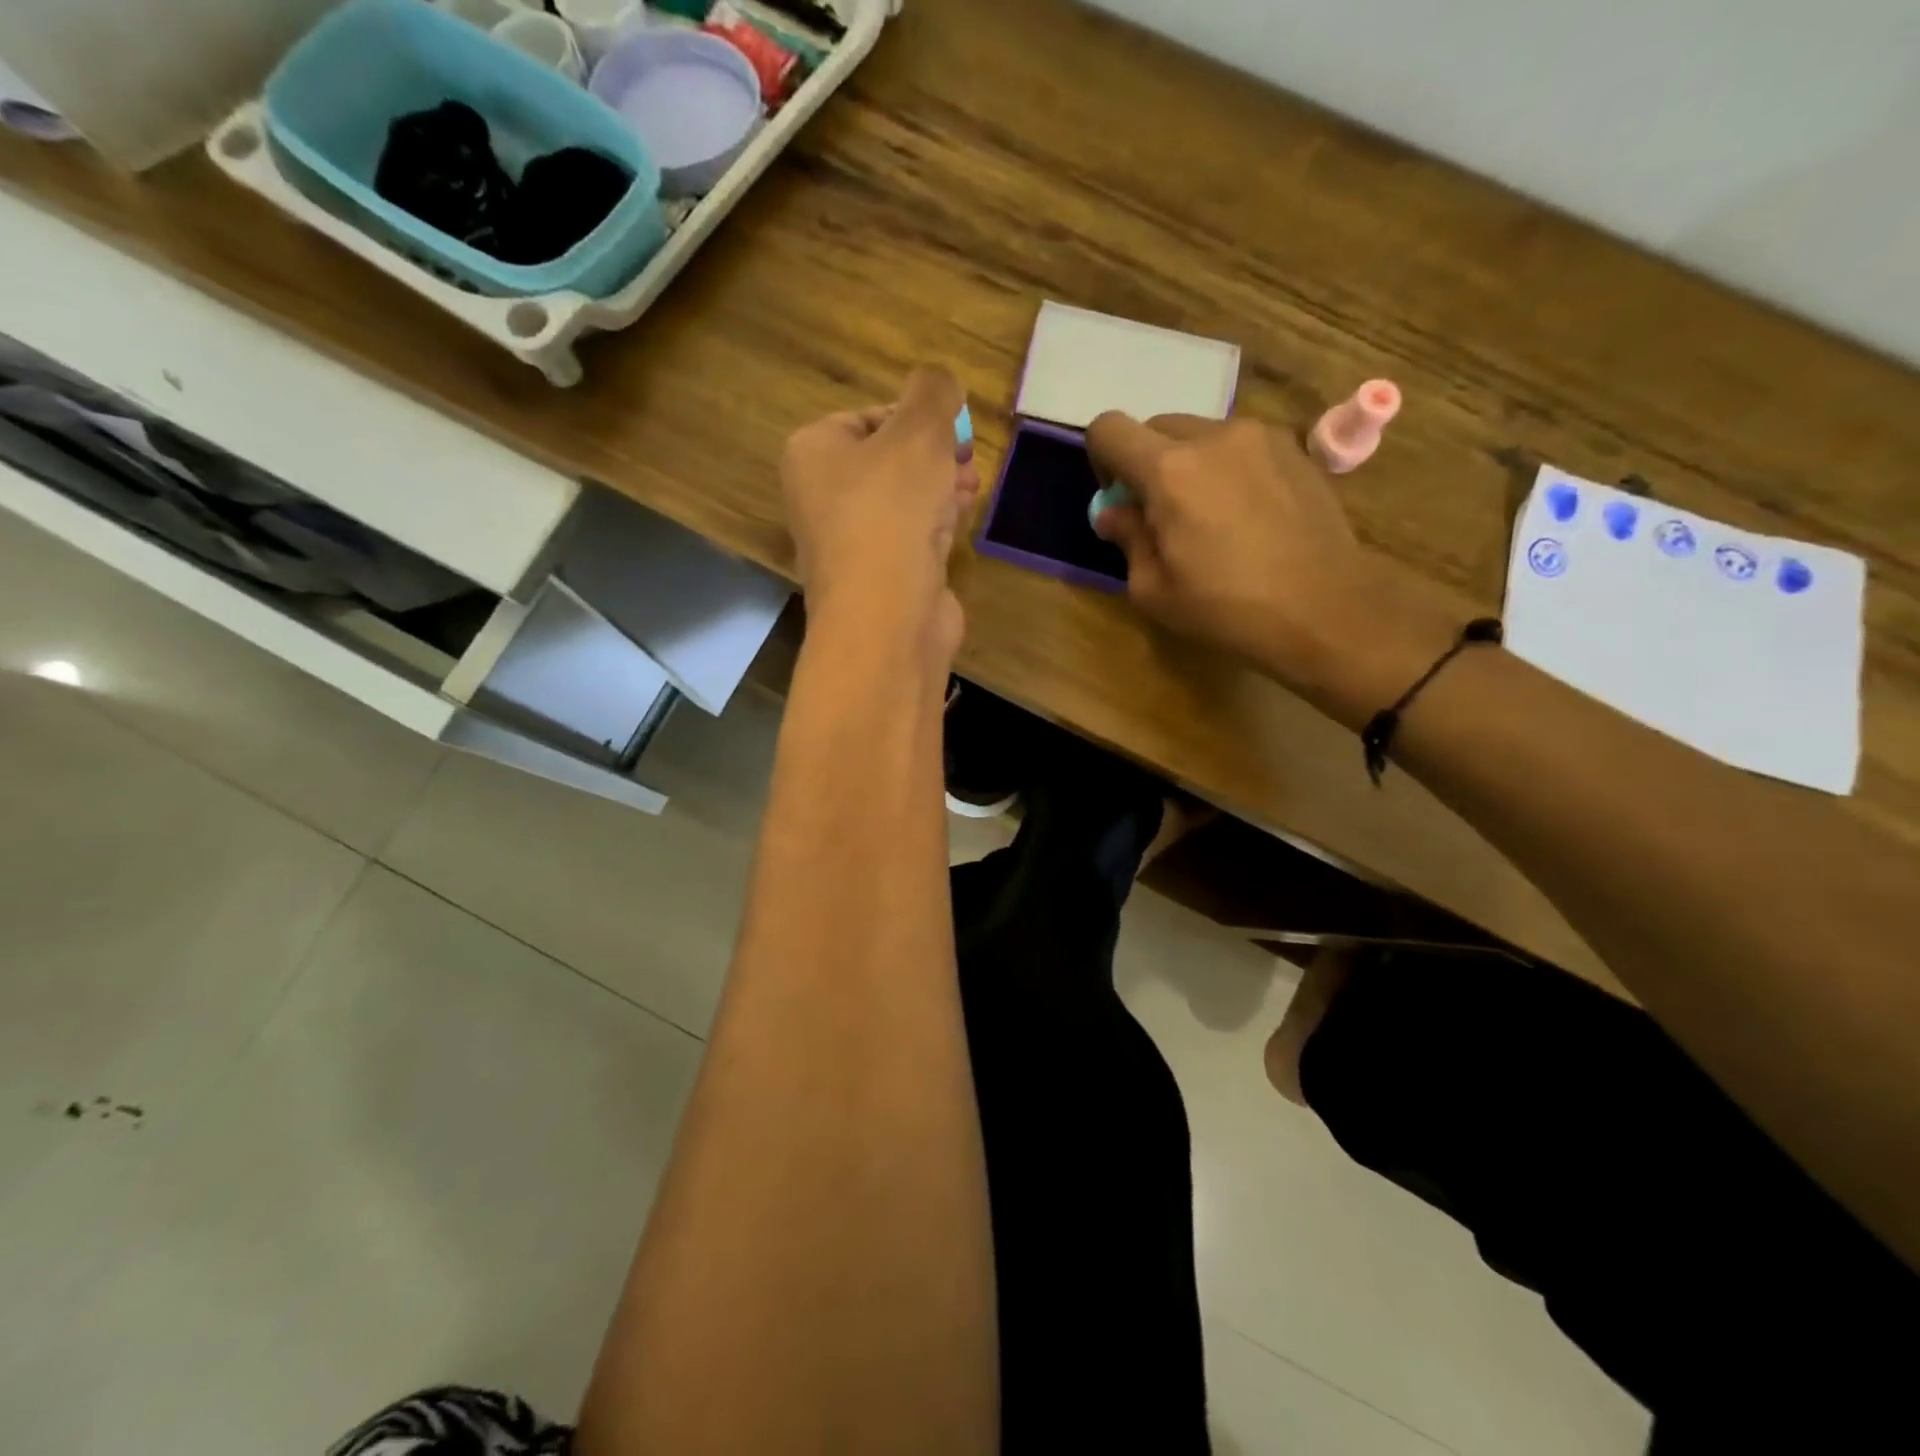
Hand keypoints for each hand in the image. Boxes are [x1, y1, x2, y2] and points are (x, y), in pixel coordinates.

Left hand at [782, 367, 979, 665]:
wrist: (886, 617)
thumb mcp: (918, 430)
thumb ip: (933, 393)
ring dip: (939, 488)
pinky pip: (908, 539)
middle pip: (886, 461)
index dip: (916, 416)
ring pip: (900, 501)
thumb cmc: (893, 511)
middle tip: (968, 456)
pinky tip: (958, 523)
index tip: (954, 427)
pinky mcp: (877, 579)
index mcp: (813, 452)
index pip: (868, 416)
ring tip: (971, 485)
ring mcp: (849, 543)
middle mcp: (821, 497)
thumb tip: (941, 381)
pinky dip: (933, 526)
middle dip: (934, 455)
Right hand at [1086, 413, 1461, 727]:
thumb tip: (1114, 513)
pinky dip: (1228, 468)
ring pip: (1201, 434)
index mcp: (1169, 471)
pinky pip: (1241, 446)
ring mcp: (1260, 437)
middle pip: (1156, 427)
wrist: (1323, 609)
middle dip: (1146, 462)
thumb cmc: (1226, 608)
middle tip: (1160, 513)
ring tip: (1209, 515)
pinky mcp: (1295, 449)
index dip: (1101, 459)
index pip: (1109, 429)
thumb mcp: (1154, 590)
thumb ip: (1127, 538)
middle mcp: (1213, 437)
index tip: (1118, 498)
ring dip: (1189, 464)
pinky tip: (1247, 515)